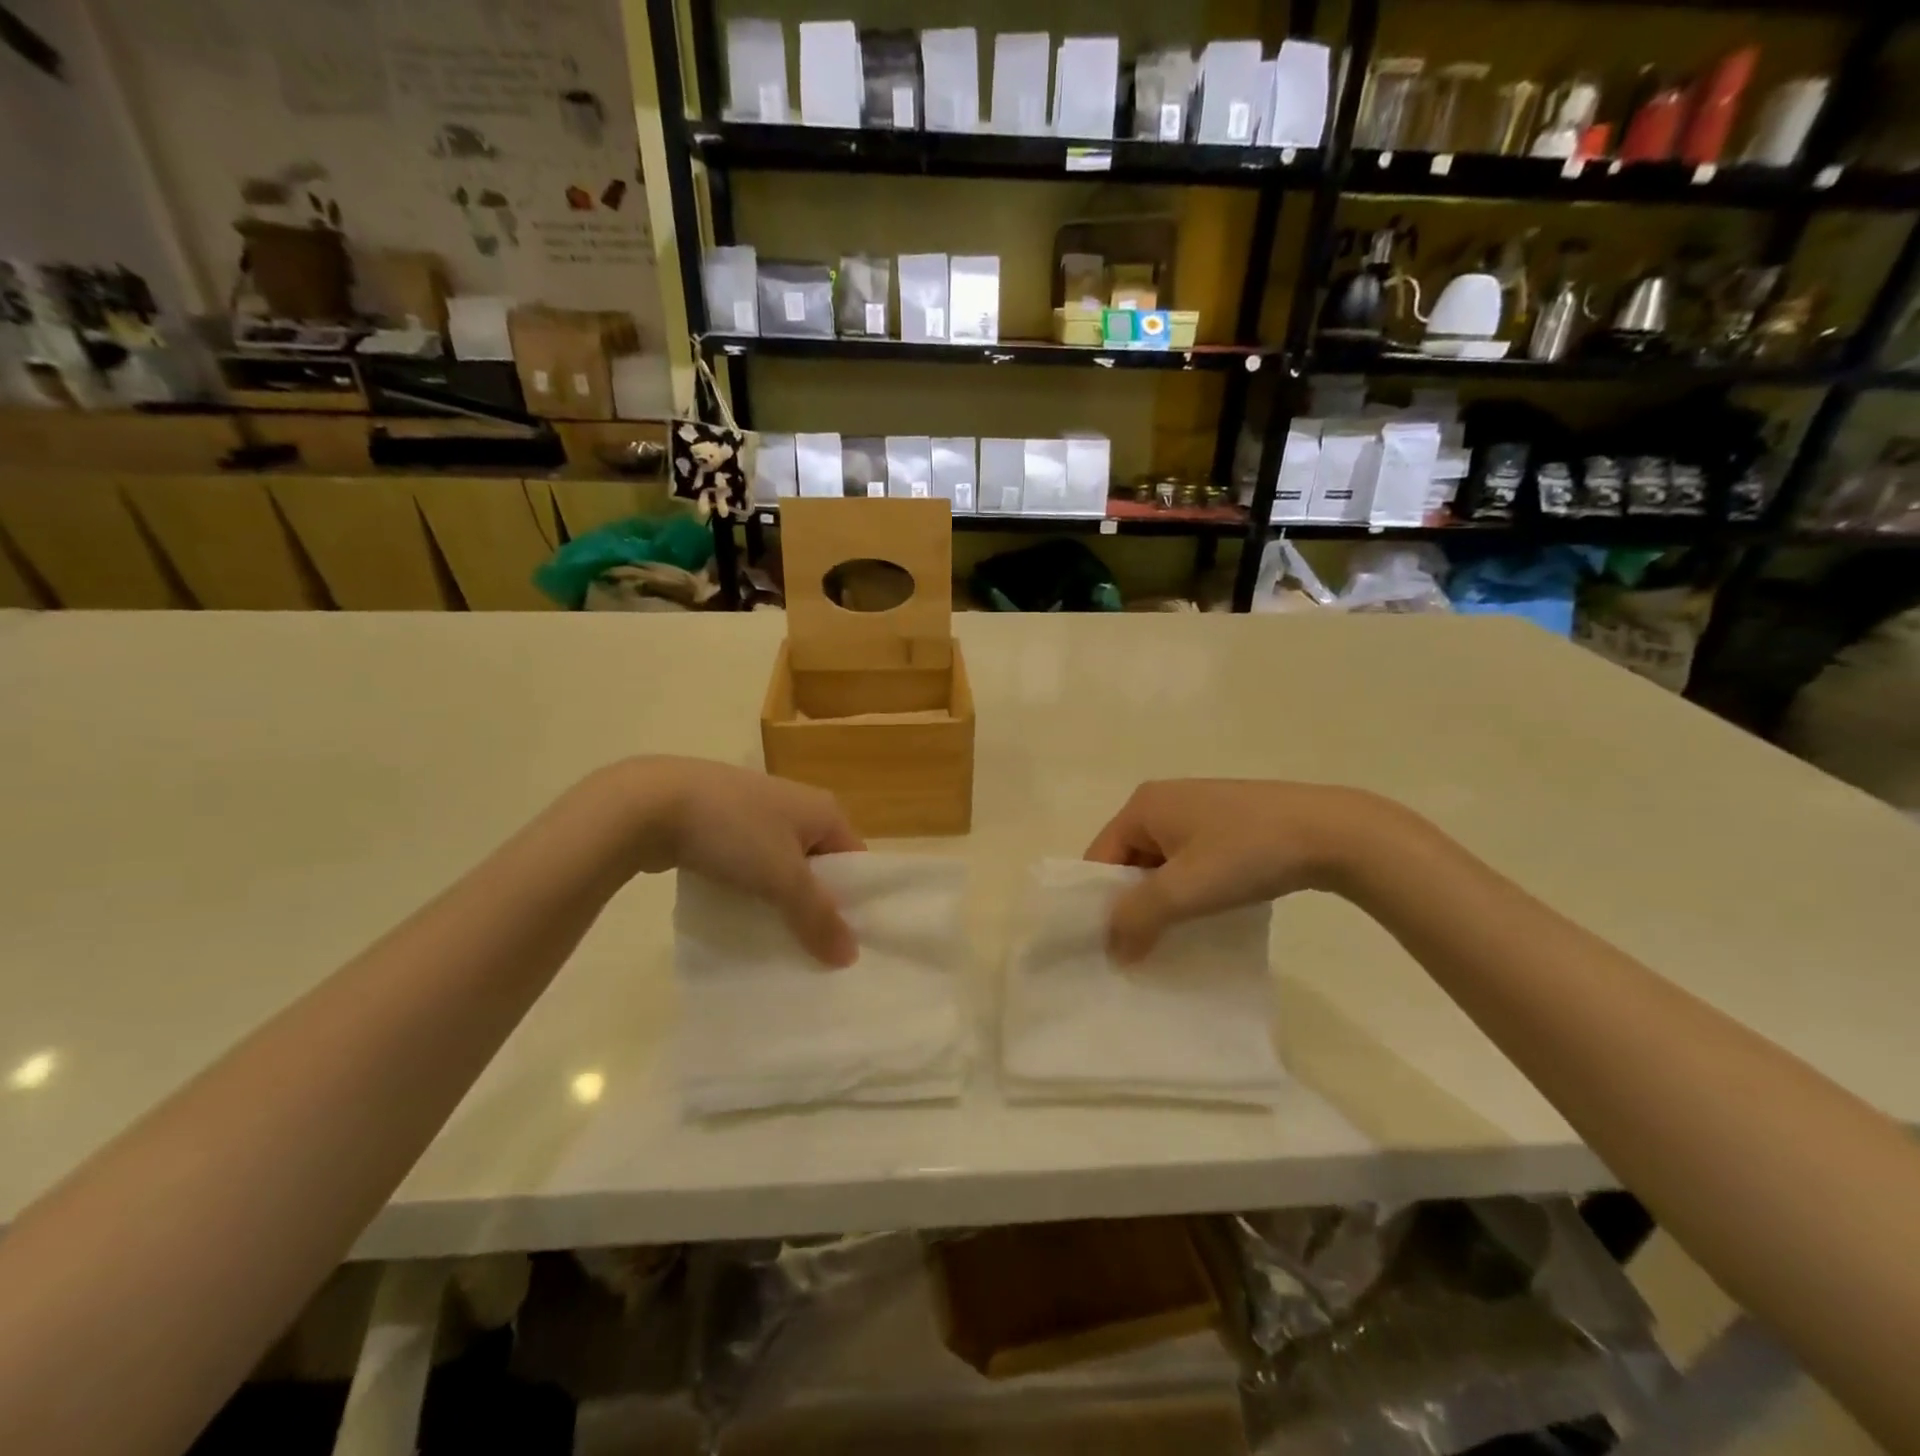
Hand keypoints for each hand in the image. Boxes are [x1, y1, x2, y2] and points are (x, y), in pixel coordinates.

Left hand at [634, 759, 864, 965]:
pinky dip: (750, 888)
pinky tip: (739, 914)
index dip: (855, 901)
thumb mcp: (782, 878)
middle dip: (814, 905)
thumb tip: (850, 957)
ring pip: (781, 866)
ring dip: (780, 900)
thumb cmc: (734, 832)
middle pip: (819, 865)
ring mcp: (757, 812)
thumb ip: (817, 917)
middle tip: (812, 950)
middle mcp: (797, 805)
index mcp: (824, 809)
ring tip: (776, 939)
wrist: (651, 803)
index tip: (845, 944)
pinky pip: (750, 863)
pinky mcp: (722, 823)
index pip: (855, 860)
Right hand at [1084, 780, 1391, 961]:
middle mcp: (1164, 800)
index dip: (1099, 901)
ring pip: (1162, 862)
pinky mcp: (1229, 822)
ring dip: (1163, 899)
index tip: (1108, 945)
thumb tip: (1112, 950)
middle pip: (1129, 859)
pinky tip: (1207, 913)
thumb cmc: (1247, 854)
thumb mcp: (1184, 890)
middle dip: (1133, 902)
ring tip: (1174, 936)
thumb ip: (1138, 919)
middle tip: (1140, 946)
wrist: (1333, 832)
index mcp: (1143, 805)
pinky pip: (1191, 859)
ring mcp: (1199, 809)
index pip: (1100, 857)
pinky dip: (1190, 887)